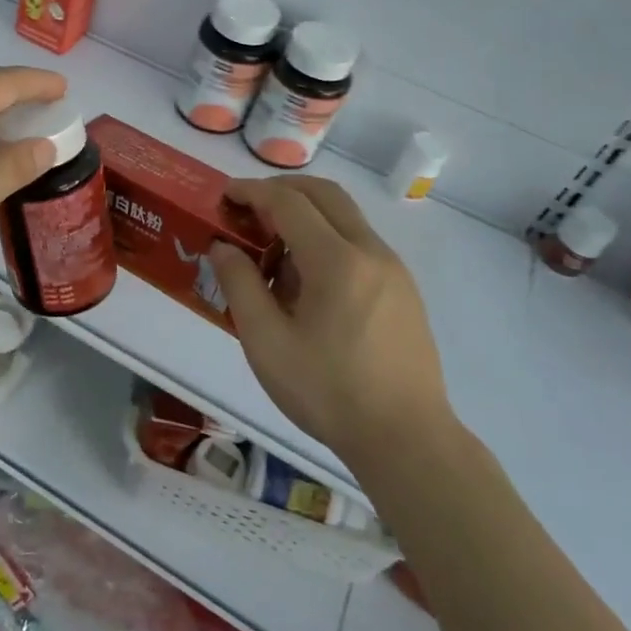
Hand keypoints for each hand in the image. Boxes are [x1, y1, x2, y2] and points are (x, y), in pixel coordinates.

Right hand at [210, 177, 450, 461]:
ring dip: (305, 214)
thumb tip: (223, 247)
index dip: (251, 191)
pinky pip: (359, 243)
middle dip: (282, 189)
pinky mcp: (403, 290)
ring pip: (345, 216)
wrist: (407, 440)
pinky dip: (326, 237)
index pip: (288, 202)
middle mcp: (371, 251)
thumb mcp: (266, 342)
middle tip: (247, 207)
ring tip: (272, 249)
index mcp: (336, 260)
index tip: (224, 195)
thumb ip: (239, 285)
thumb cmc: (328, 391)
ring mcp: (393, 270)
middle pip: (324, 194)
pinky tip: (307, 281)